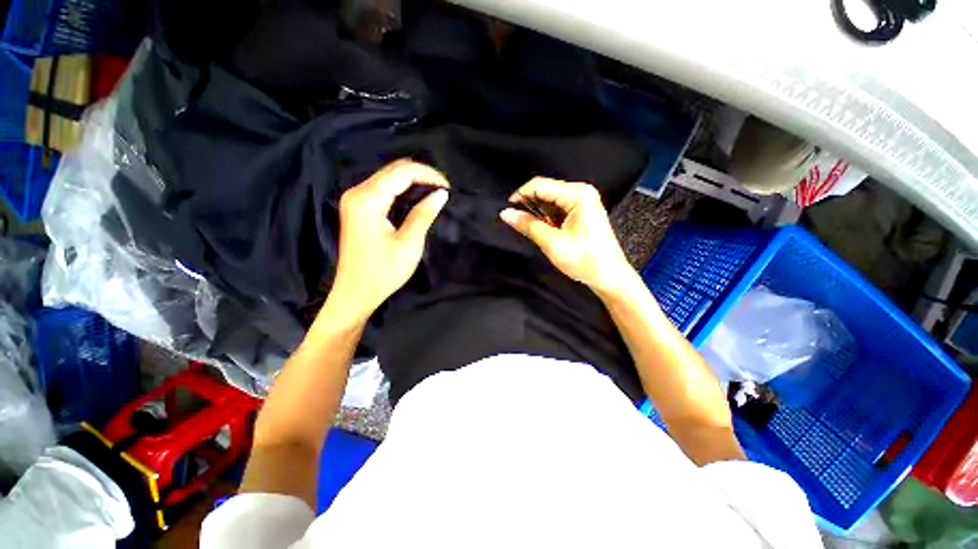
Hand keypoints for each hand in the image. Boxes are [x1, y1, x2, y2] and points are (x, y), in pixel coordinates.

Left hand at [328, 160, 448, 320]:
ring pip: (388, 177)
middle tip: (443, 190)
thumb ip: (424, 214)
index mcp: (368, 200)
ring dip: (413, 181)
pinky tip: (417, 198)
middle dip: (421, 175)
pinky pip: (382, 188)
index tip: (448, 187)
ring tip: (434, 192)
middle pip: (393, 170)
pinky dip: (402, 189)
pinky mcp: (357, 207)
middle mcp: (357, 192)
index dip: (428, 174)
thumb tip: (441, 194)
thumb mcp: (409, 243)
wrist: (356, 292)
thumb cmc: (383, 271)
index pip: (402, 172)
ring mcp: (355, 199)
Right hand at [500, 177, 634, 296]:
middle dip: (530, 205)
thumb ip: (528, 225)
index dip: (520, 195)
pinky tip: (546, 231)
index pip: (540, 185)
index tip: (507, 210)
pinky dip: (548, 218)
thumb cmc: (585, 260)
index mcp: (578, 195)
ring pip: (550, 200)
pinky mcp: (582, 212)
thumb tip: (506, 213)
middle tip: (519, 223)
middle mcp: (582, 192)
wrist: (609, 276)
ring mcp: (583, 201)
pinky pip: (558, 208)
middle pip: (546, 190)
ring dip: (539, 213)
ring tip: (534, 230)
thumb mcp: (552, 243)